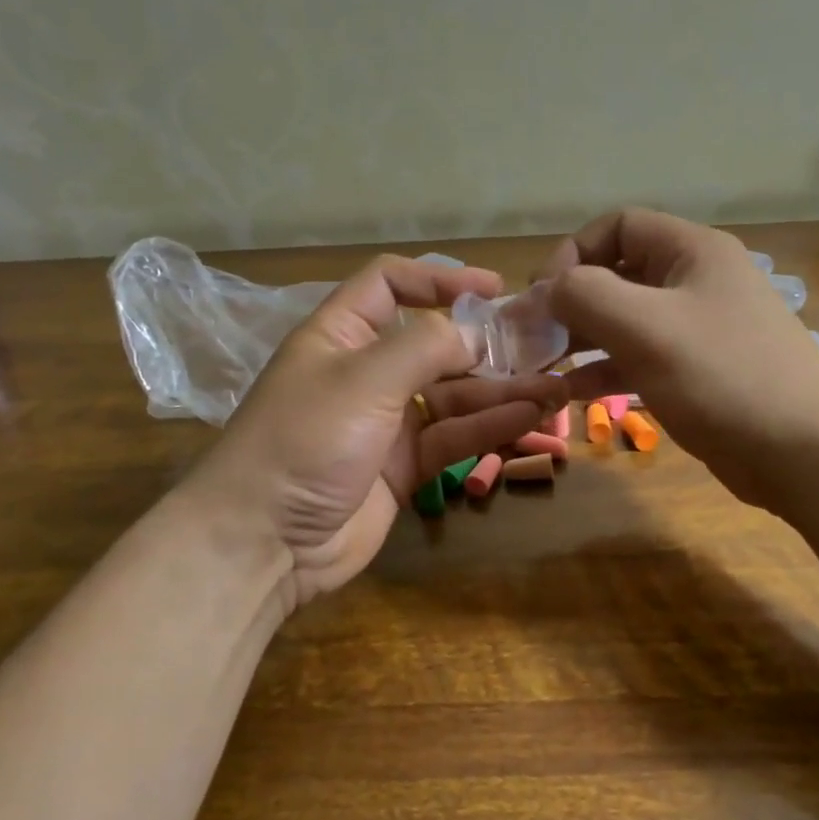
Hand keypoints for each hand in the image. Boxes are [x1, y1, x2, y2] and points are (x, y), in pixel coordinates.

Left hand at [194, 255, 568, 610]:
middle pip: (433, 344)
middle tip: (541, 346)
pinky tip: (530, 417)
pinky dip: (489, 427)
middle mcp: (365, 372)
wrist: (264, 541)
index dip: (439, 278)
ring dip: (500, 389)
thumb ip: (425, 347)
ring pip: (452, 395)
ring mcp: (385, 422)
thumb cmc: (306, 439)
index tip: (495, 288)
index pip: (390, 285)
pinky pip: (453, 436)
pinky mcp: (403, 465)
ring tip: (554, 386)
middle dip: (485, 344)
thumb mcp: (364, 378)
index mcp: (341, 335)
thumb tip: (475, 334)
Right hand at [541, 208, 818, 509]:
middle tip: (533, 336)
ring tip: (542, 366)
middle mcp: (695, 281)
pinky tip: (572, 392)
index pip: (618, 226)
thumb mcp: (644, 327)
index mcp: (692, 252)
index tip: (543, 295)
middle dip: (571, 301)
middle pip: (618, 273)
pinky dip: (604, 369)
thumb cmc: (722, 376)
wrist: (804, 452)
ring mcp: (698, 329)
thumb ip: (585, 295)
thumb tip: (548, 289)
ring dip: (581, 338)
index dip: (573, 252)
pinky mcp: (697, 372)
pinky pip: (639, 357)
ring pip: (625, 320)